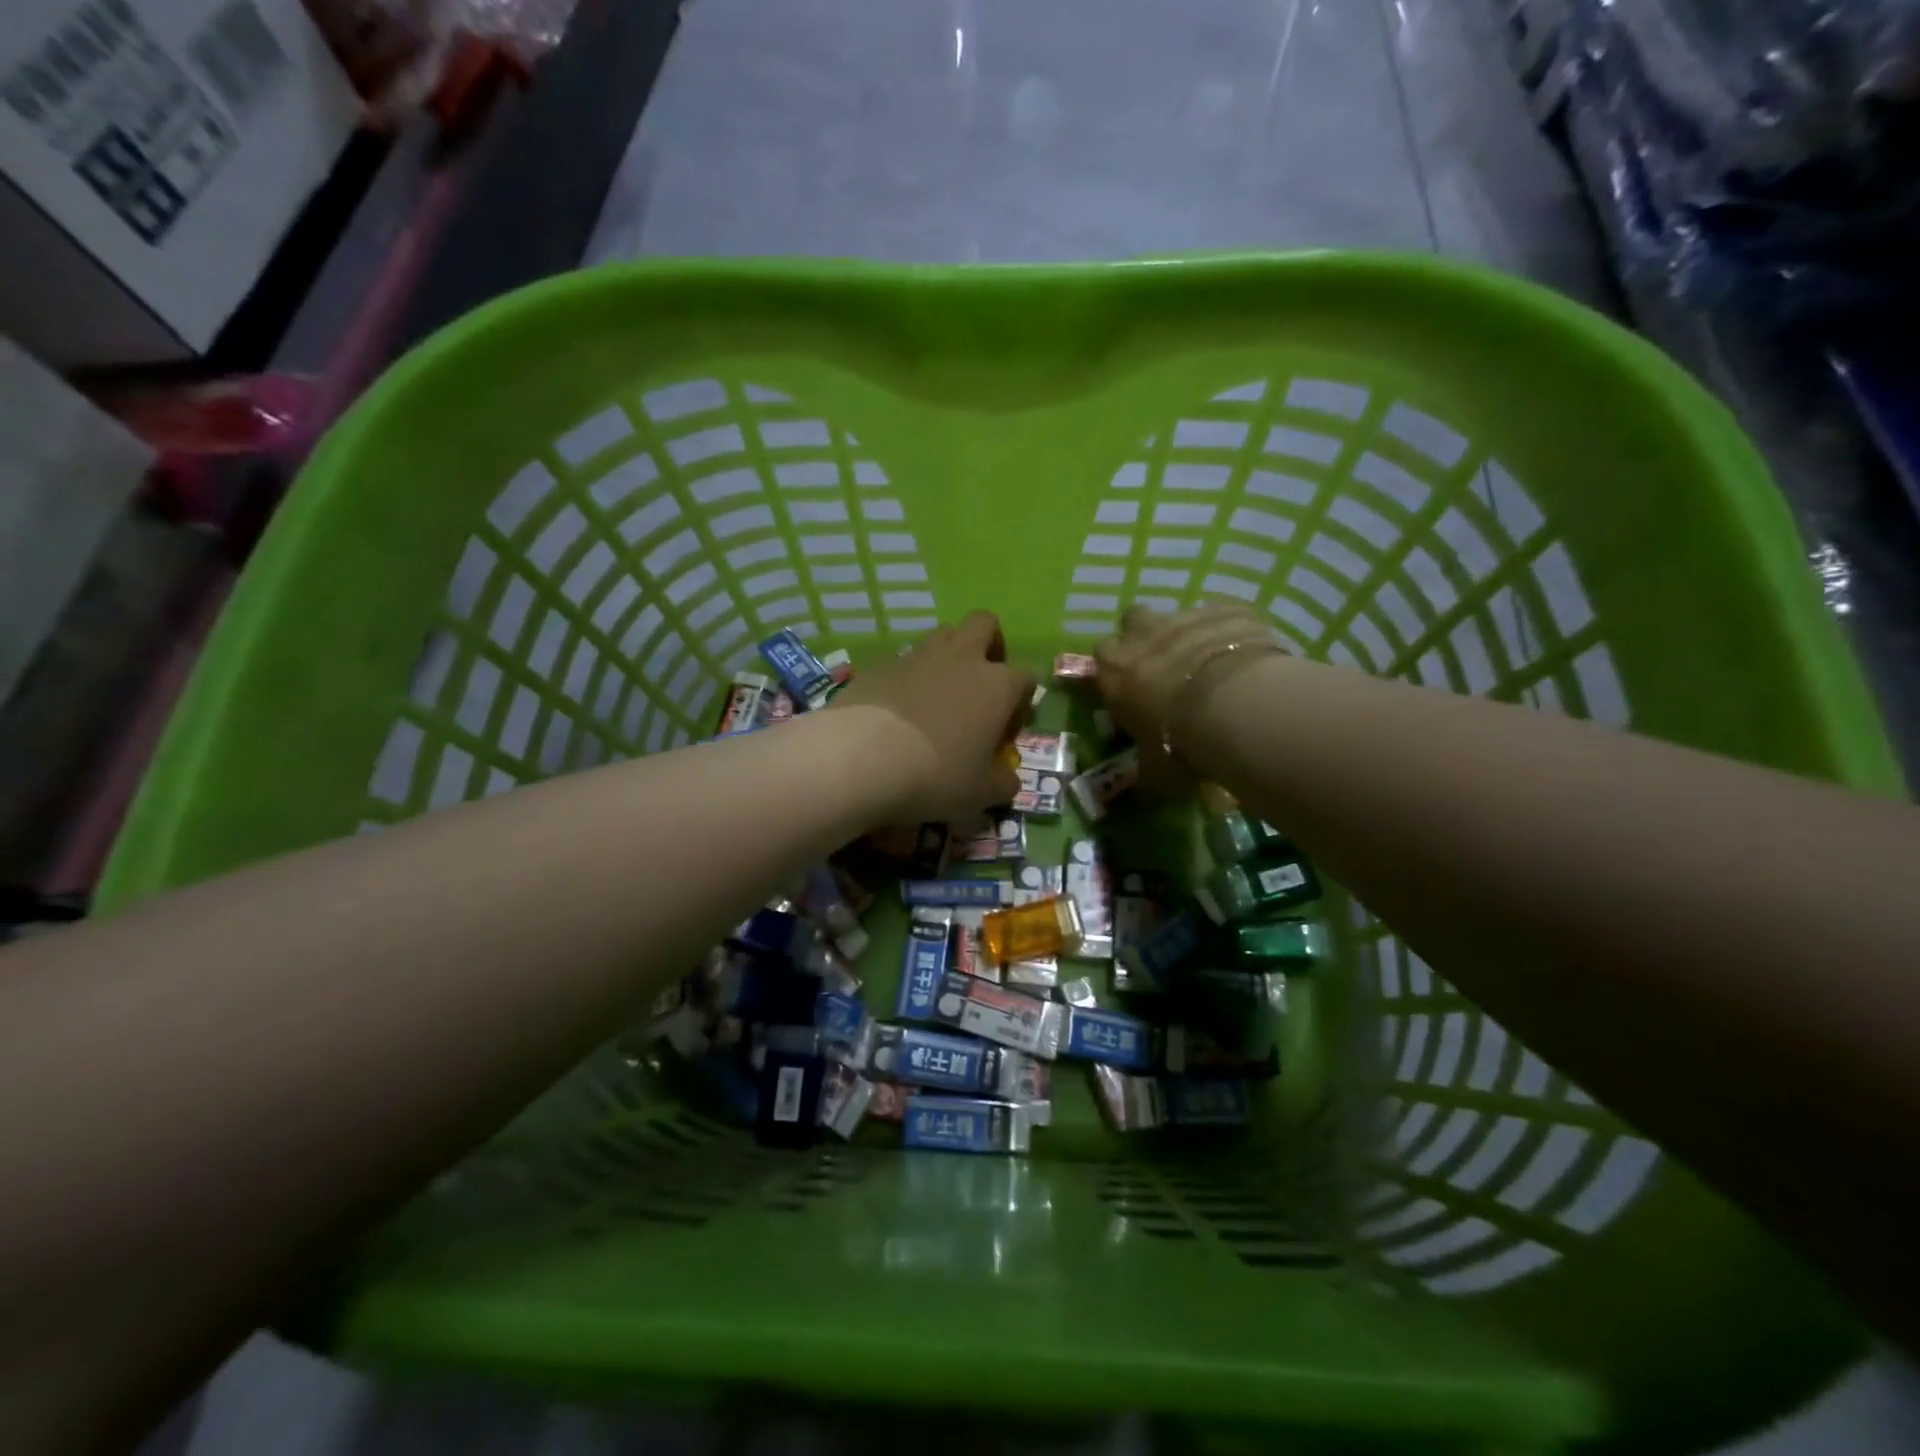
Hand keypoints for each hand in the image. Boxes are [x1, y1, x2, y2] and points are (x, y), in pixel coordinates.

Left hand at [829, 612, 1035, 821]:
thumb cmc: (936, 775)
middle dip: (989, 644)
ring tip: (939, 693)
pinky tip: (898, 706)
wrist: (861, 757)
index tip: (1008, 727)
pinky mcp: (880, 664)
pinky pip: (903, 660)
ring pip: (943, 633)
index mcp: (997, 685)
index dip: (1021, 700)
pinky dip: (908, 676)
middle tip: (981, 681)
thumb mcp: (980, 793)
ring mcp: (918, 656)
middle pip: (985, 624)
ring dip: (949, 654)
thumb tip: (1007, 779)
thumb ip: (1002, 782)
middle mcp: (962, 658)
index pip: (1025, 677)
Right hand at [1095, 604, 1285, 788]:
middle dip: (1145, 636)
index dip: (1115, 668)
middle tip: (1164, 664)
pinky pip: (1223, 614)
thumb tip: (1144, 783)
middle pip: (1133, 621)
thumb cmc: (1179, 741)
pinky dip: (1229, 630)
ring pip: (1179, 615)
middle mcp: (1142, 635)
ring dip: (1187, 633)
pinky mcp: (1226, 608)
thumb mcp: (1155, 769)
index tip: (1130, 686)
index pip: (1101, 656)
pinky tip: (1245, 655)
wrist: (1235, 705)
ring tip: (1209, 662)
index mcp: (1114, 671)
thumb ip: (1146, 768)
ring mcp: (1185, 616)